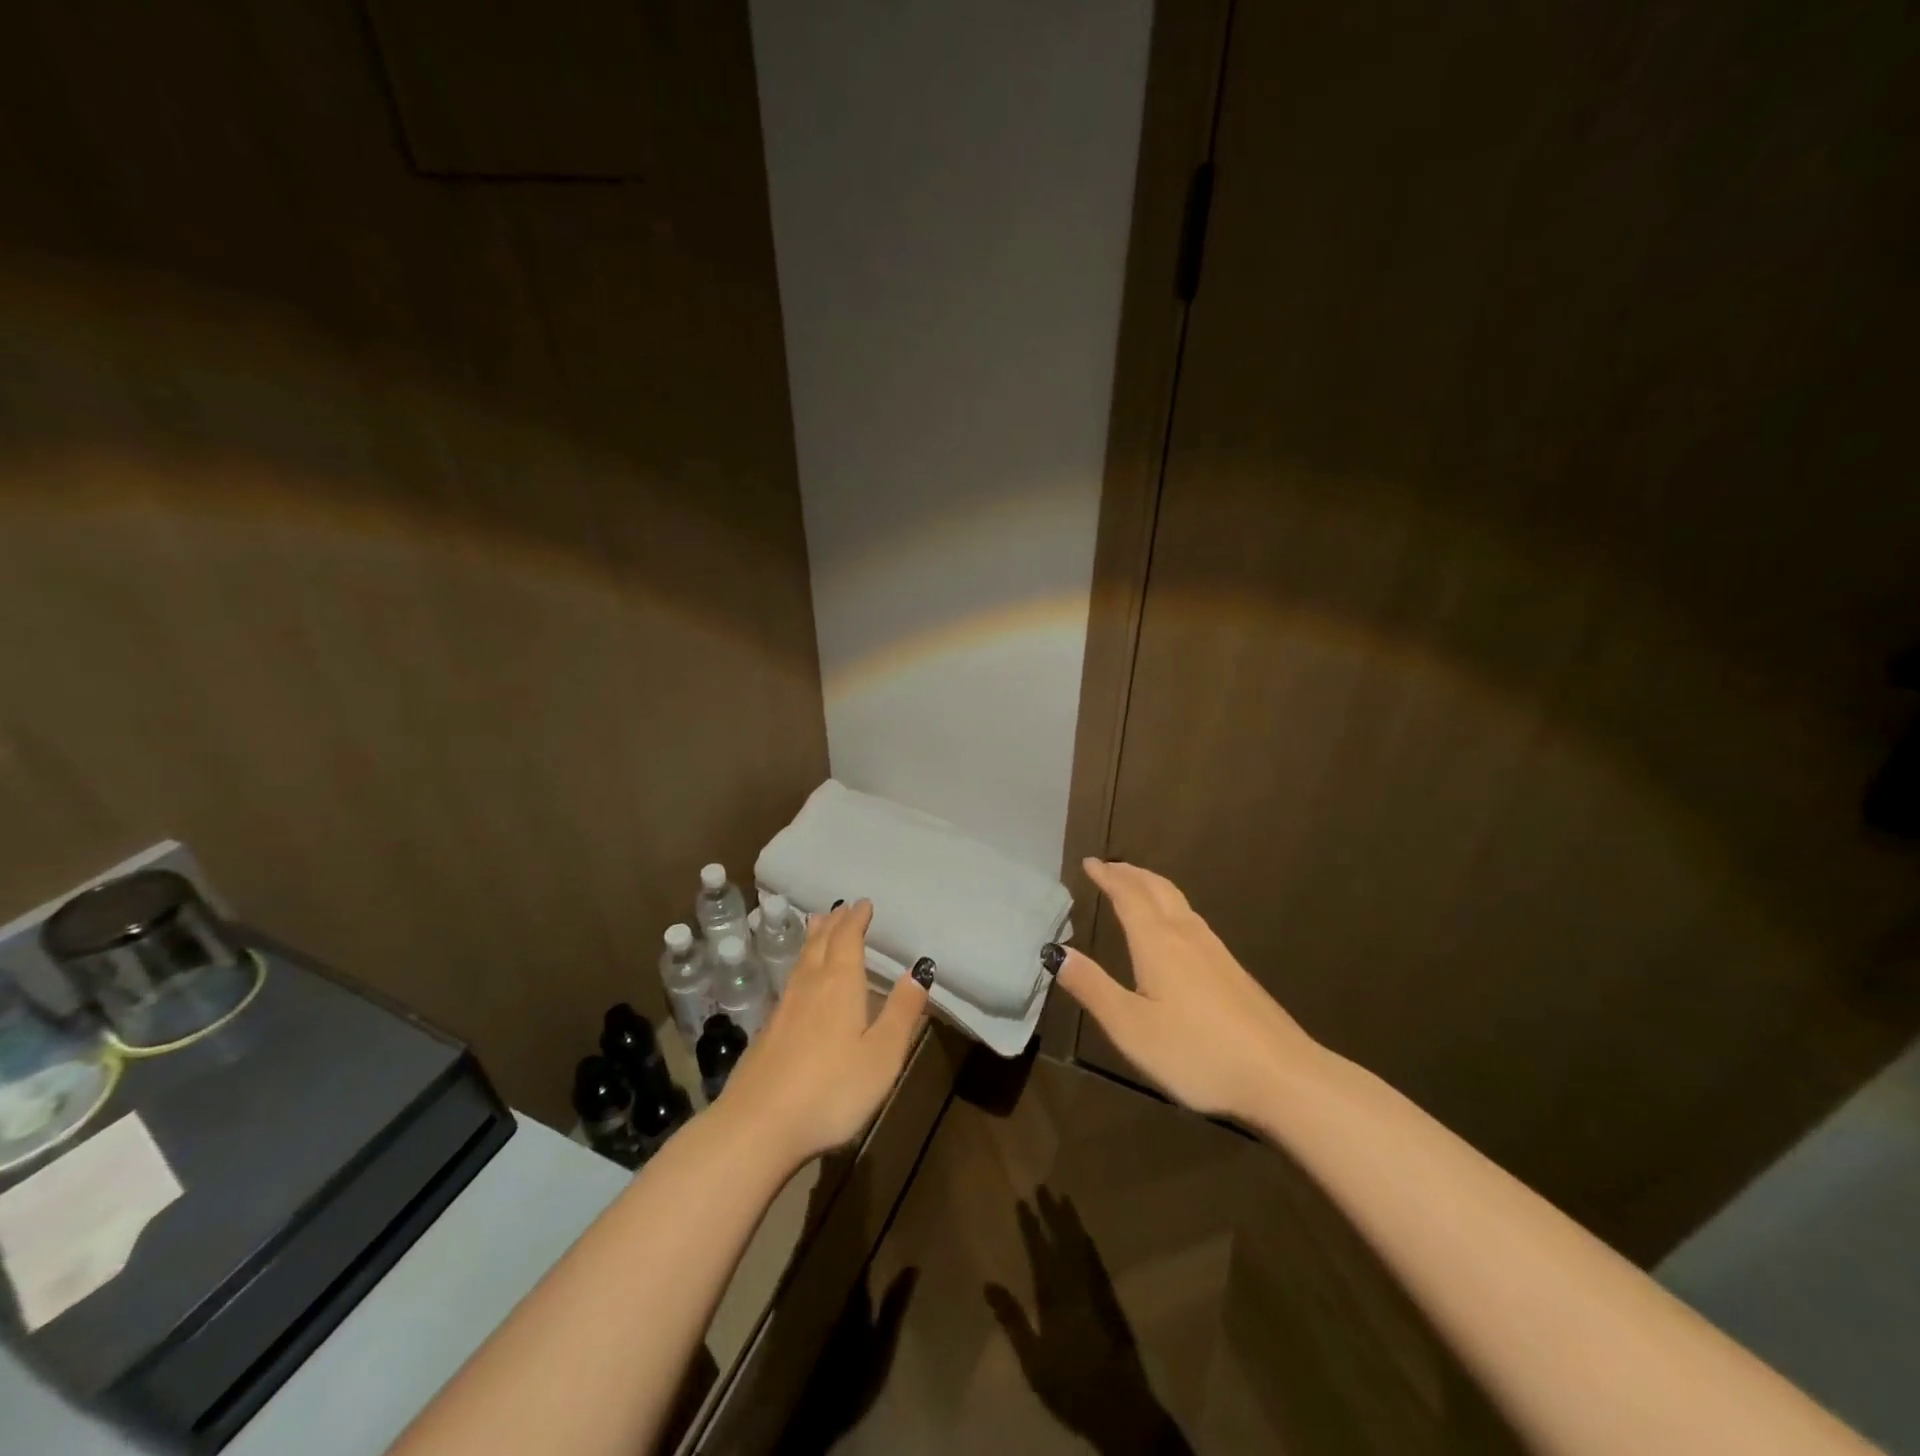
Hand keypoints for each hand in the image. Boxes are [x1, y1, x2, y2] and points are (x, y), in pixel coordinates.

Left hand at [717, 900, 928, 1165]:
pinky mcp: (768, 1032)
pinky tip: (799, 979)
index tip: (863, 903)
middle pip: (821, 943)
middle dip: (834, 923)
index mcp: (840, 985)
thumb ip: (902, 1011)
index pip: (848, 939)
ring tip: (817, 924)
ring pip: (801, 960)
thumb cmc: (831, 1090)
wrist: (757, 1127)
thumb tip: (920, 968)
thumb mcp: (882, 1055)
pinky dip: (800, 964)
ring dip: (814, 938)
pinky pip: (790, 980)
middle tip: (842, 908)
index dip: (856, 919)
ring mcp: (784, 1008)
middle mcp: (810, 986)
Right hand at [985, 1188, 1192, 1455]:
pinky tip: (1086, 1237)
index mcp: (1055, 1296)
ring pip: (1081, 1246)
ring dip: (1071, 1221)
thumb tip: (988, 1284)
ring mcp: (1096, 1290)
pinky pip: (1096, 1260)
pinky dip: (1088, 1243)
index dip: (1030, 1226)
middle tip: (1043, 1186)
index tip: (1022, 1200)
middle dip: (1051, 1212)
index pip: (1040, 1252)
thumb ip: (1012, 1320)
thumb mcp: (1033, 1360)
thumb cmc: (1071, 1385)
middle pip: (1063, 1240)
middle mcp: (1076, 1284)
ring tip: (1064, 1199)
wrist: (1120, 1408)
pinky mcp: (1111, 1301)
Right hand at [1053, 859, 1322, 1120]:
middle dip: (1131, 873)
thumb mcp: (1132, 1028)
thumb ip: (1093, 988)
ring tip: (1137, 885)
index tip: (1090, 863)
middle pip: (1156, 889)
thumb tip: (1057, 952)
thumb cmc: (1197, 1052)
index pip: (1128, 896)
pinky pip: (1192, 918)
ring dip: (1152, 885)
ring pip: (1178, 901)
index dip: (1108, 877)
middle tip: (1110, 866)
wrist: (1281, 1075)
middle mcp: (1186, 936)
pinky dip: (1170, 905)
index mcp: (1157, 943)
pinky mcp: (1232, 970)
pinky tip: (1175, 928)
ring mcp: (1215, 951)